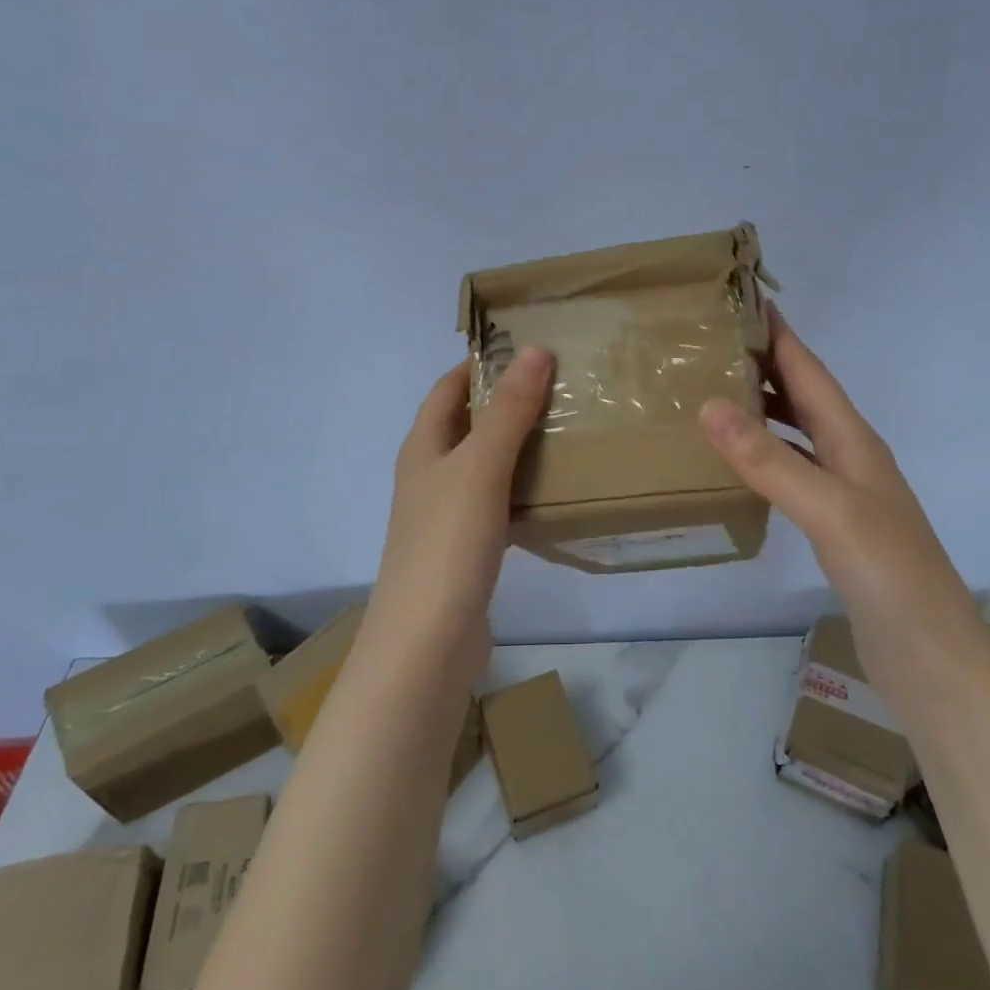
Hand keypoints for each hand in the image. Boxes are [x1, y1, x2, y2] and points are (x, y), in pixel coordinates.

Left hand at [367, 346, 554, 675]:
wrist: (427, 642)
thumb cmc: (447, 543)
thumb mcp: (481, 468)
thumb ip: (508, 411)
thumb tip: (536, 350)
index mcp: (423, 448)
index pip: (448, 388)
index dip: (480, 364)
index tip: (526, 347)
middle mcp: (428, 476)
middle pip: (466, 424)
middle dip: (505, 402)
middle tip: (560, 386)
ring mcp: (444, 515)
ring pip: (483, 465)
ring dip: (516, 445)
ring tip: (565, 429)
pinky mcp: (465, 549)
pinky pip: (496, 502)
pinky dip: (520, 487)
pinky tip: (552, 491)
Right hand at [699, 310, 980, 685]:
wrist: (932, 658)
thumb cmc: (888, 574)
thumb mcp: (828, 509)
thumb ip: (770, 460)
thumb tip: (711, 405)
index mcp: (854, 441)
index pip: (811, 373)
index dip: (781, 336)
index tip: (744, 299)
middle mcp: (851, 458)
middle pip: (805, 397)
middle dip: (767, 365)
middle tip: (714, 345)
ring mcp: (845, 494)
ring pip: (798, 434)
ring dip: (765, 409)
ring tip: (716, 393)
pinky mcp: (836, 528)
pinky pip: (793, 473)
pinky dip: (766, 456)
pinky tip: (741, 464)